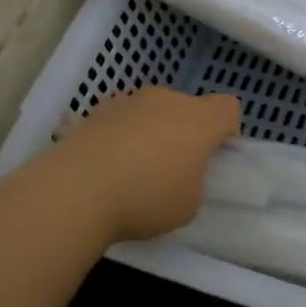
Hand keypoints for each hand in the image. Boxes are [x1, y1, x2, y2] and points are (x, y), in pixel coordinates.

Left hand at [49, 87, 241, 242]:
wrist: (77, 189)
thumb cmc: (146, 198)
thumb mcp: (188, 206)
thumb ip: (194, 182)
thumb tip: (178, 175)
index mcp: (200, 120)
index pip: (228, 108)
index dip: (227, 130)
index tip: (215, 157)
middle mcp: (167, 100)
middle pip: (187, 108)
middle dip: (185, 132)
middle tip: (173, 169)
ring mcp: (130, 101)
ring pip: (152, 111)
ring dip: (151, 131)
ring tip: (132, 170)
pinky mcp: (97, 110)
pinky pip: (120, 120)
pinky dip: (120, 136)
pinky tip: (105, 167)